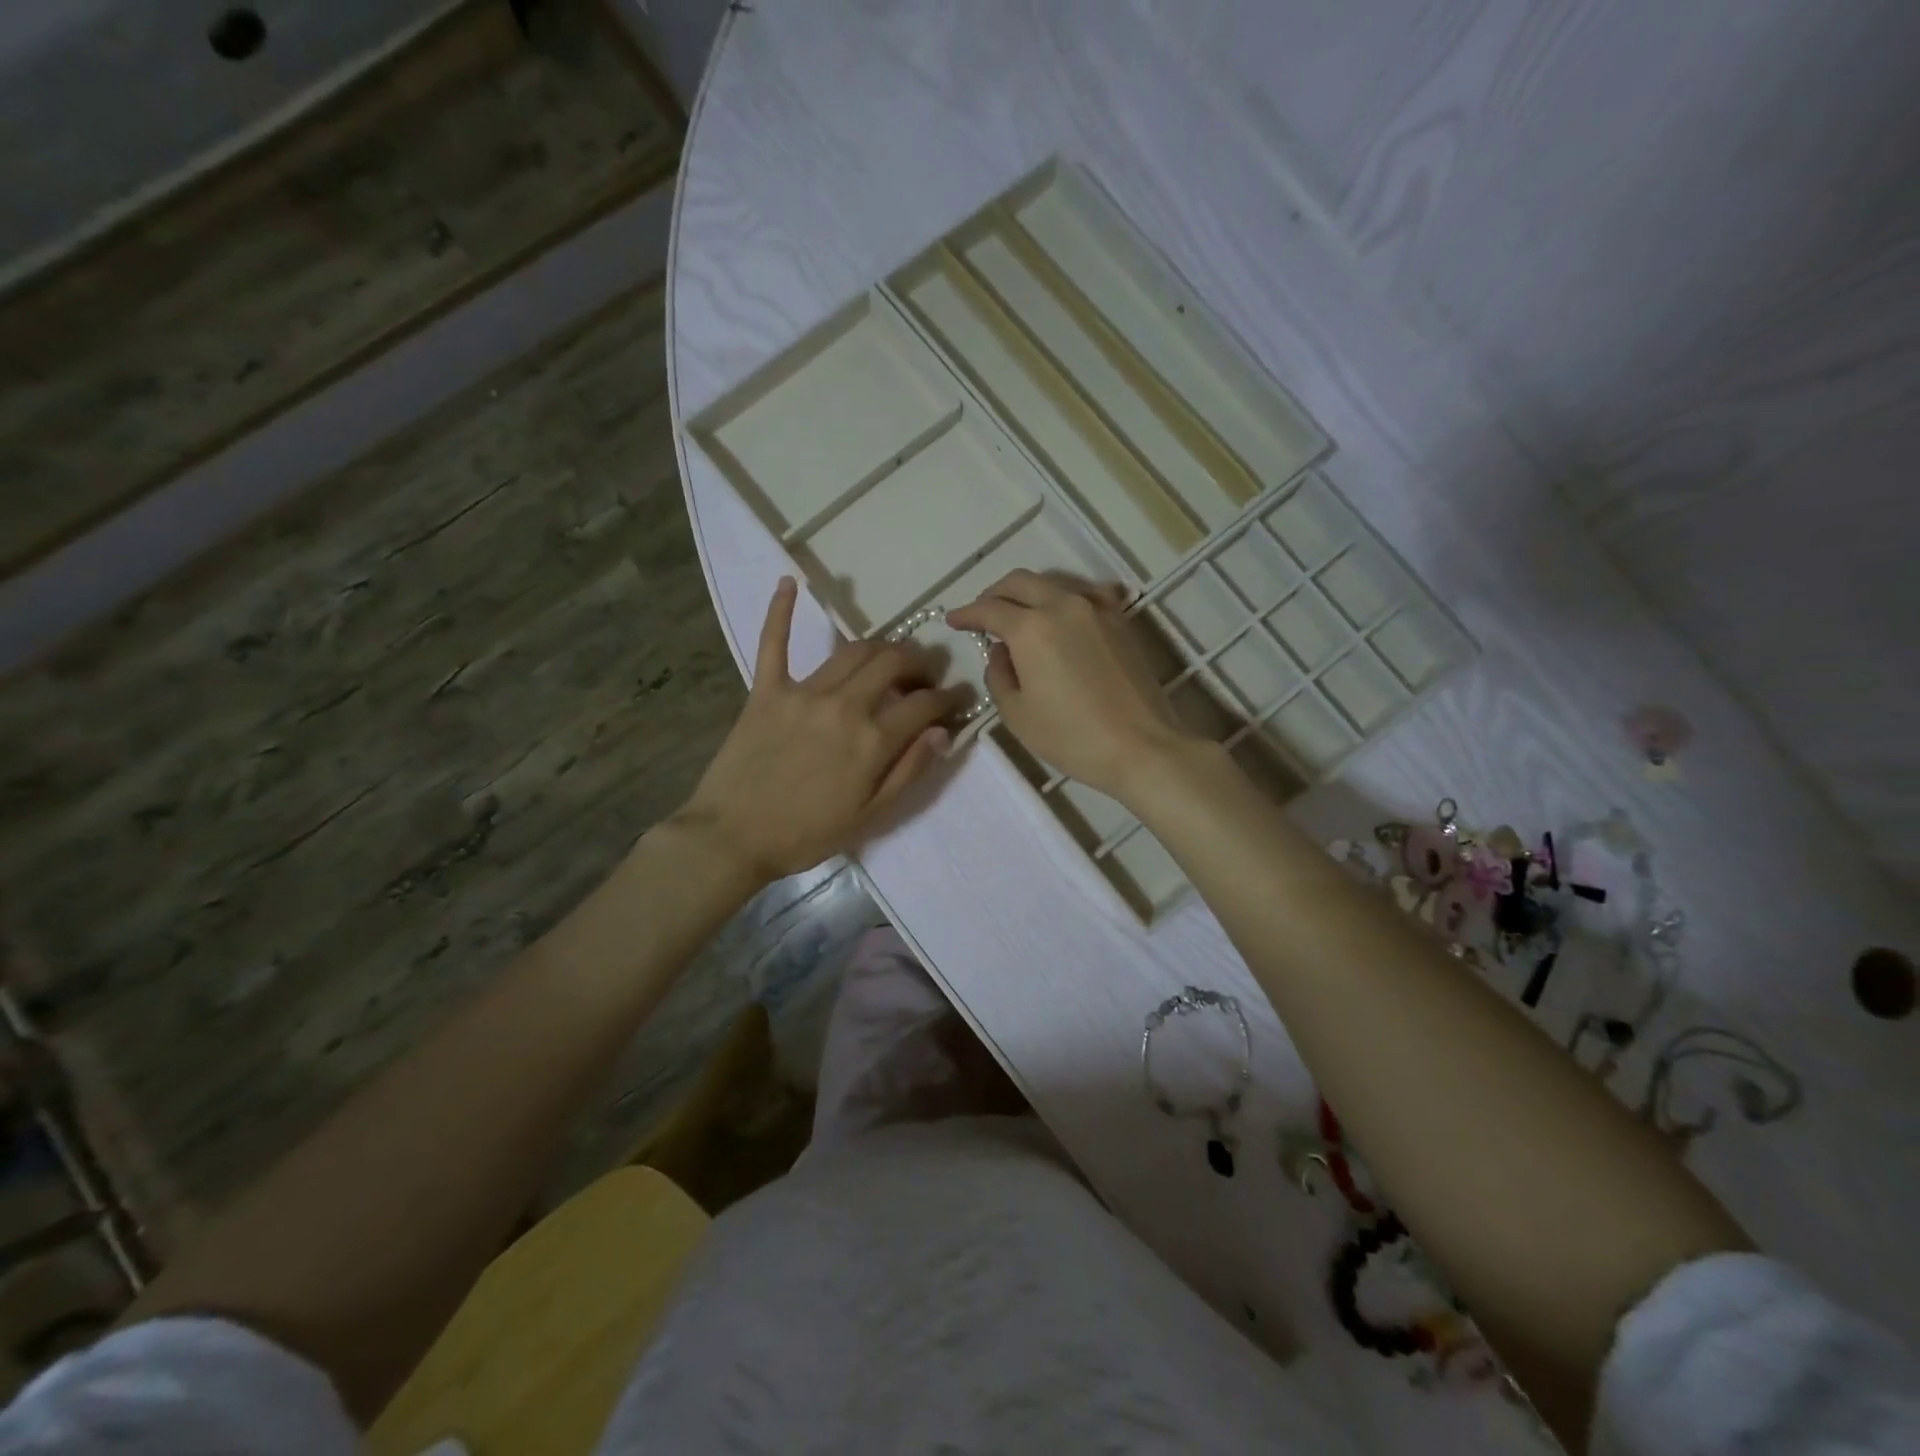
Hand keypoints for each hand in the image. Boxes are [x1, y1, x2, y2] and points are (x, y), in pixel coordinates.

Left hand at [678, 578, 966, 882]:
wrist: (733, 838)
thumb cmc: (807, 834)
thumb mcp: (871, 816)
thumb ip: (910, 771)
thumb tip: (943, 733)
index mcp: (872, 740)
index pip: (924, 704)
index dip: (948, 697)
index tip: (958, 697)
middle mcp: (843, 705)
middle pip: (892, 663)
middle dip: (919, 662)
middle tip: (925, 673)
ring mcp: (803, 692)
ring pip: (852, 650)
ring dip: (880, 646)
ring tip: (890, 656)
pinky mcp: (766, 690)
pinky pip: (773, 642)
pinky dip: (780, 610)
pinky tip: (790, 581)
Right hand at [946, 570, 1198, 801]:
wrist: (1141, 746)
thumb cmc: (1071, 737)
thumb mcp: (1017, 714)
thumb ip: (999, 675)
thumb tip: (1001, 652)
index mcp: (1031, 628)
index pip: (989, 609)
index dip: (966, 614)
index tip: (954, 621)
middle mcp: (1063, 605)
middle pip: (1020, 582)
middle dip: (994, 594)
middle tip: (982, 614)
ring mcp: (1097, 608)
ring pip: (1054, 584)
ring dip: (1029, 594)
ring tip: (1019, 616)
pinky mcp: (1121, 620)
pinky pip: (1087, 594)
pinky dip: (1065, 599)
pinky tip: (1063, 616)